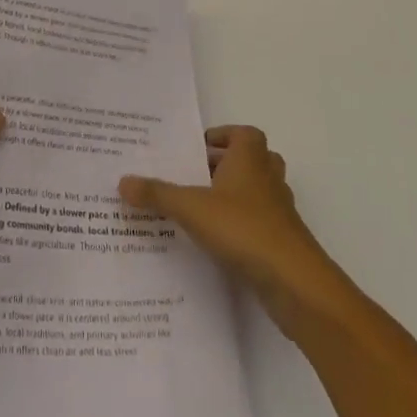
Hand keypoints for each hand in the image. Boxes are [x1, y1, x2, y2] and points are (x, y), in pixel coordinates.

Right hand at [120, 125, 345, 335]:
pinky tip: (218, 242)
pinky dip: (243, 226)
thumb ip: (157, 194)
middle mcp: (268, 179)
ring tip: (203, 208)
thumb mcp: (191, 208)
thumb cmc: (243, 229)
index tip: (199, 148)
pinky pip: (261, 224)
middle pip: (253, 160)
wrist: (294, 282)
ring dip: (236, 196)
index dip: (224, 136)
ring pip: (259, 192)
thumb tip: (122, 181)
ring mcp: (280, 212)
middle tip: (195, 176)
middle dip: (227, 165)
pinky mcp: (283, 243)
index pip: (244, 133)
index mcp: (250, 158)